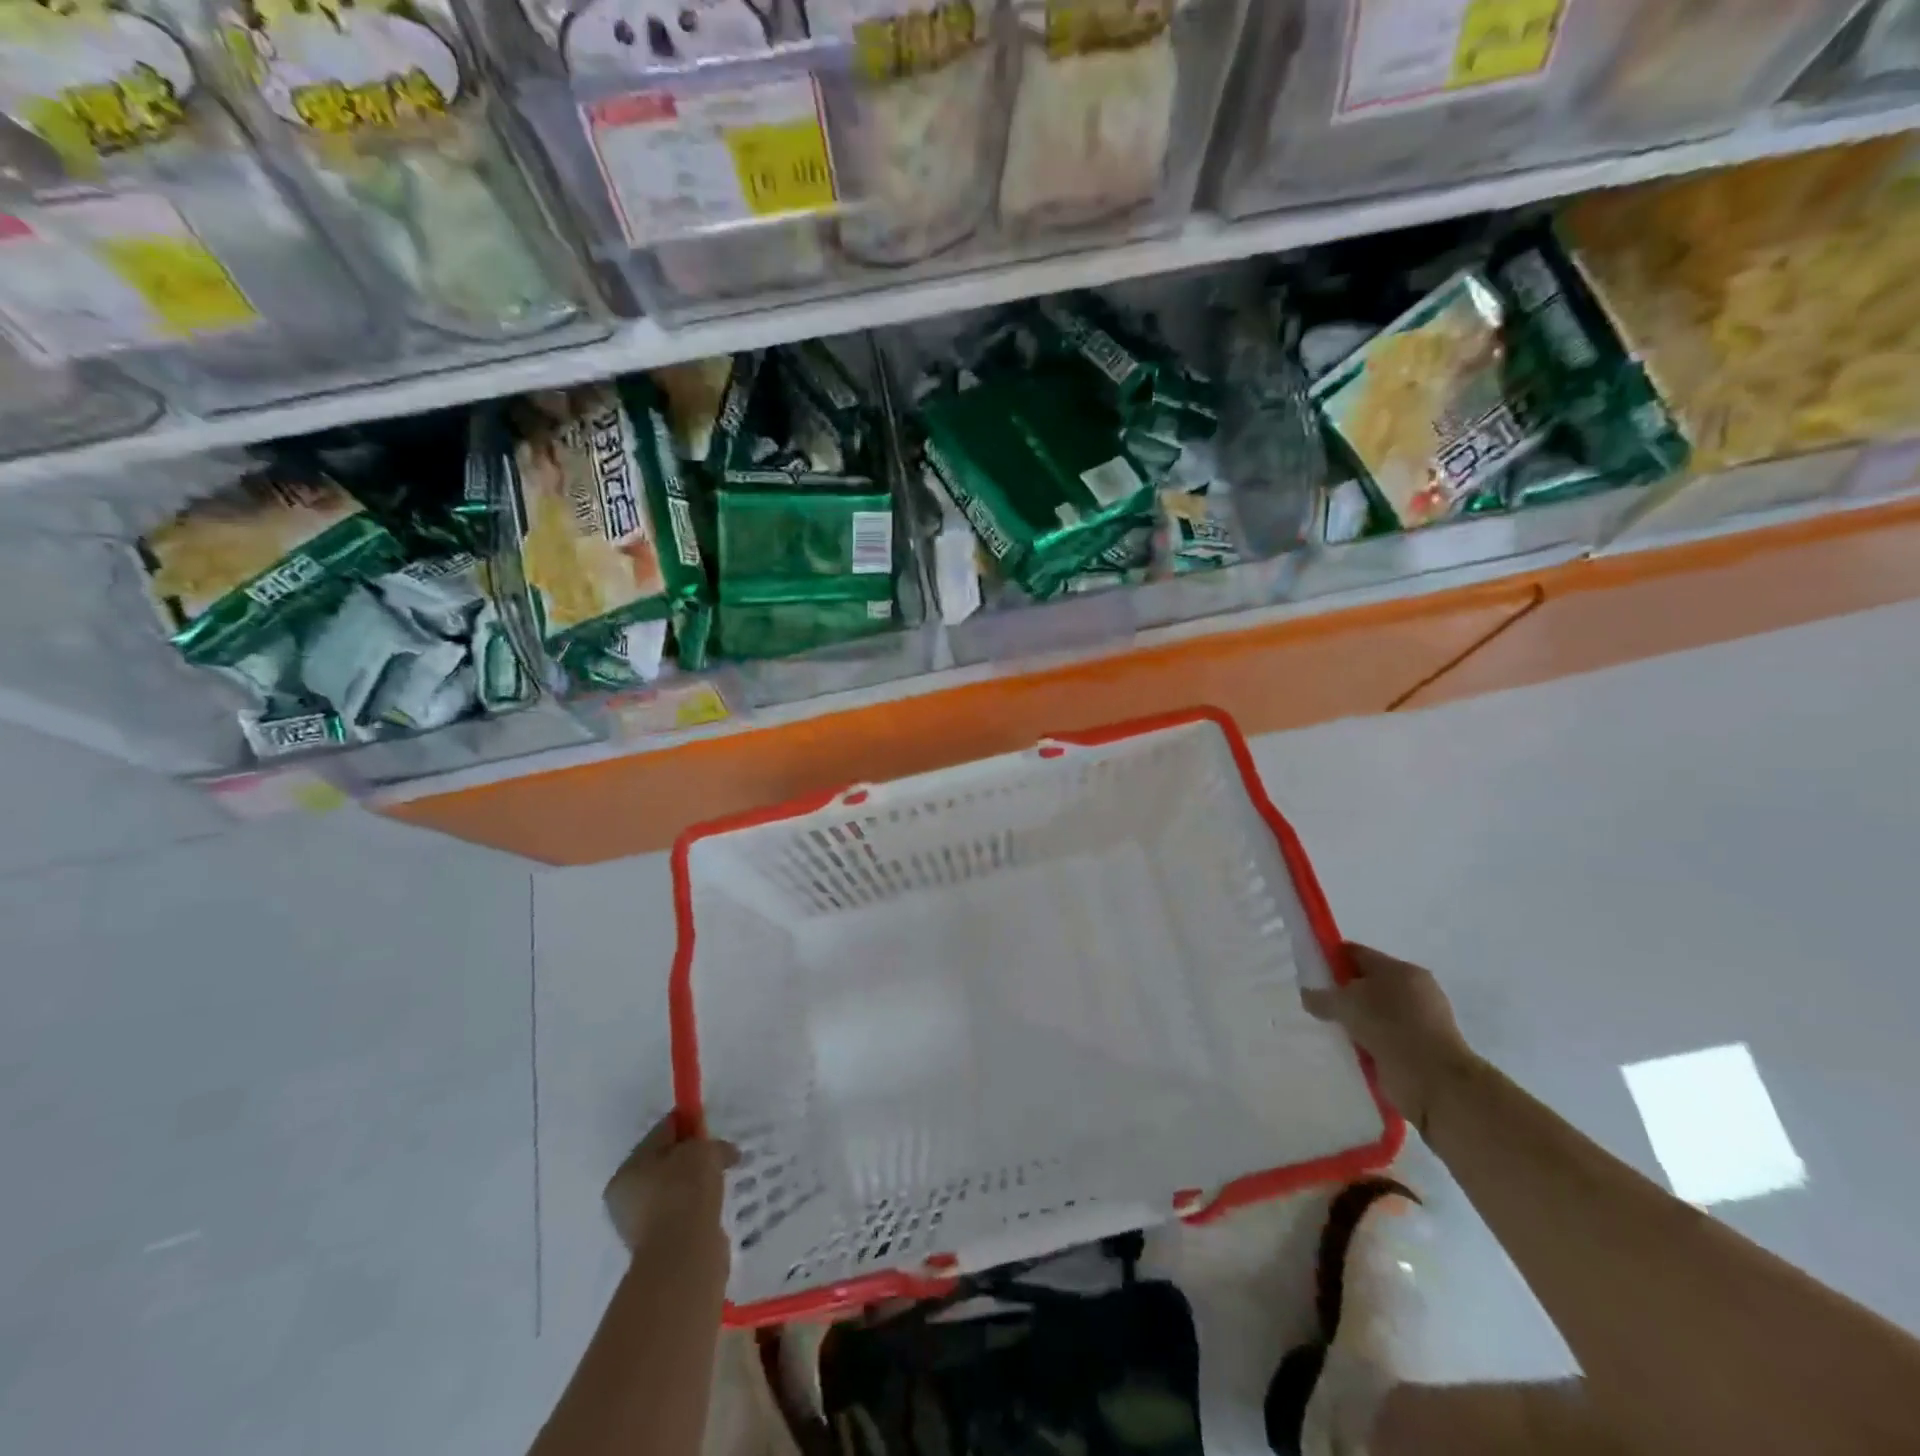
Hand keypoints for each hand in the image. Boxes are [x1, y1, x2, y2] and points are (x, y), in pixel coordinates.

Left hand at [603, 1118, 738, 1256]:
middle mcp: (626, 1198)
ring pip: (673, 1190)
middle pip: (664, 1163)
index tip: (709, 1124)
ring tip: (720, 1178)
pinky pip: (681, 1213)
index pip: (660, 1133)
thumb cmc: (685, 1192)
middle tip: (717, 1151)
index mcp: (627, 1171)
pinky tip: (714, 1202)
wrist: (684, 1254)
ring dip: (694, 1183)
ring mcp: (640, 1226)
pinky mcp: (659, 1246)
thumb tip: (724, 1152)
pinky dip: (696, 1206)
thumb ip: (711, 1143)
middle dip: (690, 1156)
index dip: (687, 1123)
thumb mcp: (702, 1151)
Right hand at [1304, 944, 1478, 1132]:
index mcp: (1401, 970)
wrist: (1436, 1083)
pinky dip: (1366, 1042)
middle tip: (1316, 1004)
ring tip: (1328, 1029)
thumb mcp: (1345, 1004)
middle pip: (1366, 983)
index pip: (1356, 954)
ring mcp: (1420, 1021)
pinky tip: (1347, 1049)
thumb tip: (1307, 995)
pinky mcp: (1420, 1049)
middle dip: (1341, 993)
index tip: (1308, 973)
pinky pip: (1383, 1038)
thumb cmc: (1391, 1028)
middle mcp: (1413, 990)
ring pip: (1374, 1013)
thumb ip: (1321, 997)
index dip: (1329, 959)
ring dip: (1354, 1021)